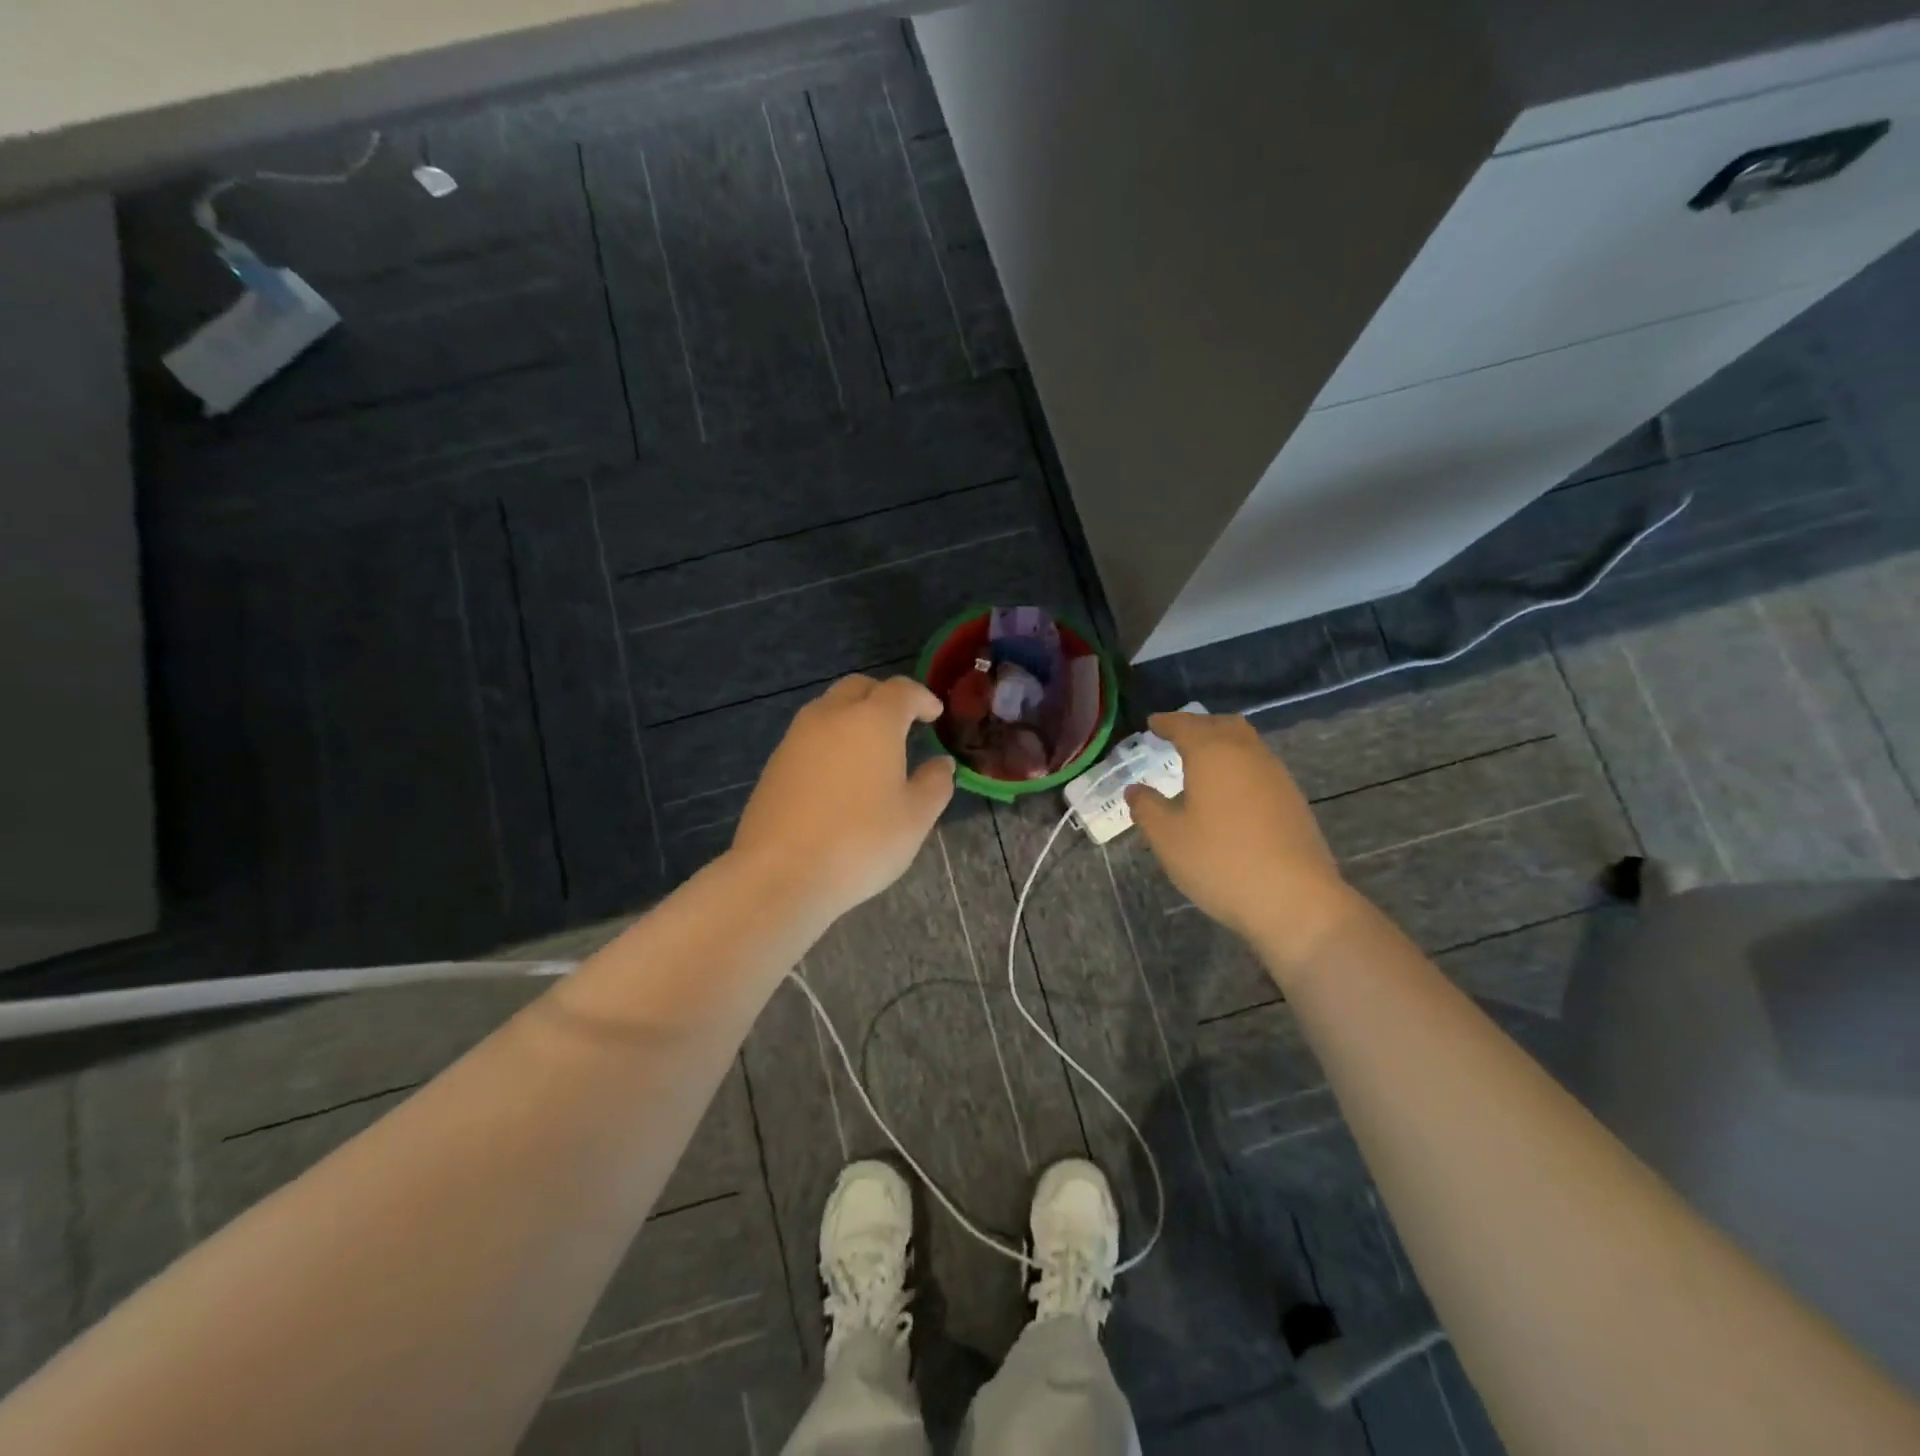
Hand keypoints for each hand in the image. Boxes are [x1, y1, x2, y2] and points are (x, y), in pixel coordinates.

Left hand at [730, 674, 955, 920]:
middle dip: (884, 697)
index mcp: (873, 720)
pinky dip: (831, 741)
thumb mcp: (915, 818)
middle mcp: (832, 716)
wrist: (780, 872)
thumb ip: (934, 784)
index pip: (901, 690)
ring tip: (871, 749)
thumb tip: (941, 764)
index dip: (922, 698)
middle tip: (903, 723)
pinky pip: (810, 736)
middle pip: (859, 688)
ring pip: (829, 708)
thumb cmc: (860, 841)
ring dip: (853, 717)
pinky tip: (840, 775)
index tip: (935, 714)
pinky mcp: (775, 763)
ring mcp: (797, 737)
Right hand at [1125, 712, 1363, 965]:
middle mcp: (1247, 754)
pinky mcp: (1293, 800)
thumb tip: (1135, 790)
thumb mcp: (1168, 838)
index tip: (1152, 724)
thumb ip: (1147, 808)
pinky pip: (1259, 767)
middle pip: (1222, 725)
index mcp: (1213, 753)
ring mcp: (1276, 776)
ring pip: (1246, 744)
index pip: (1185, 725)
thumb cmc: (1220, 861)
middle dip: (1198, 726)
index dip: (1166, 722)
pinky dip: (1239, 766)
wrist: (1294, 899)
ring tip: (1201, 762)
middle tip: (1177, 737)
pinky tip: (1229, 792)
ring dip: (1222, 744)